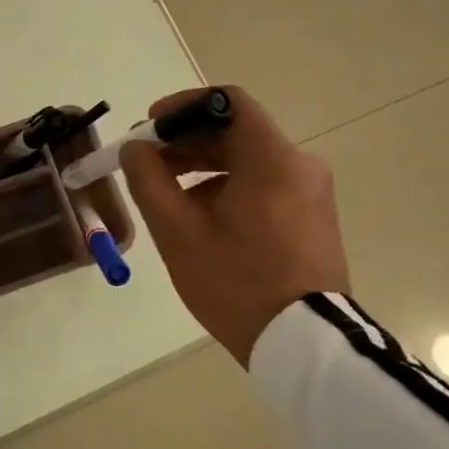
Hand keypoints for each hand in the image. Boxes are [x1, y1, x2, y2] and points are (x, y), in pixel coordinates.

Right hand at [120, 86, 348, 365]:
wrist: (305, 347)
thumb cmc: (236, 283)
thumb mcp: (178, 231)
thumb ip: (149, 179)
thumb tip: (135, 148)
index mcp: (272, 159)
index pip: (228, 101)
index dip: (183, 106)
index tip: (151, 127)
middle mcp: (300, 165)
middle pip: (235, 131)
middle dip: (186, 142)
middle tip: (147, 163)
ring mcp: (311, 193)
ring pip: (248, 160)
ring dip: (203, 167)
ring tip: (167, 195)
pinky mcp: (312, 217)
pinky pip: (264, 184)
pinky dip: (228, 187)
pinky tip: (201, 219)